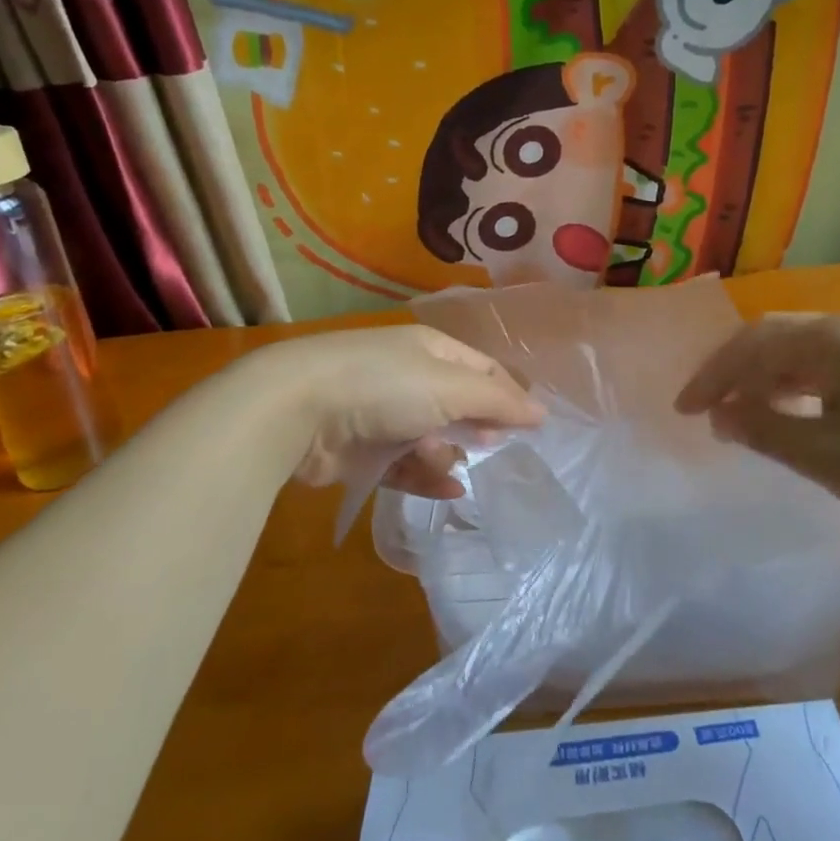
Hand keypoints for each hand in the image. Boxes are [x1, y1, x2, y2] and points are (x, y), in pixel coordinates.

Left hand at [239, 324, 543, 499]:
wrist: (297, 409)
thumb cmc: (384, 386)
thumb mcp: (450, 387)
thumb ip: (498, 402)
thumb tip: (542, 412)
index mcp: (431, 350)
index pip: (483, 369)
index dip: (508, 395)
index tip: (531, 427)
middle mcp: (409, 377)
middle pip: (458, 404)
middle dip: (477, 427)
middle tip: (495, 448)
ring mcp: (383, 413)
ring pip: (432, 437)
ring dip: (448, 454)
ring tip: (454, 466)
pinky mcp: (362, 450)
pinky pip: (405, 465)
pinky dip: (426, 476)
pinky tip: (448, 490)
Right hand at [674, 309, 839, 556]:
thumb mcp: (826, 456)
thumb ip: (763, 428)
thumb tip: (720, 415)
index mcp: (839, 335)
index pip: (755, 343)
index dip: (713, 376)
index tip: (683, 412)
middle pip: (778, 339)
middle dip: (737, 374)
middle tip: (708, 414)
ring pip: (806, 354)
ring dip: (768, 382)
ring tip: (744, 419)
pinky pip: (835, 367)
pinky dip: (802, 389)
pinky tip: (795, 417)